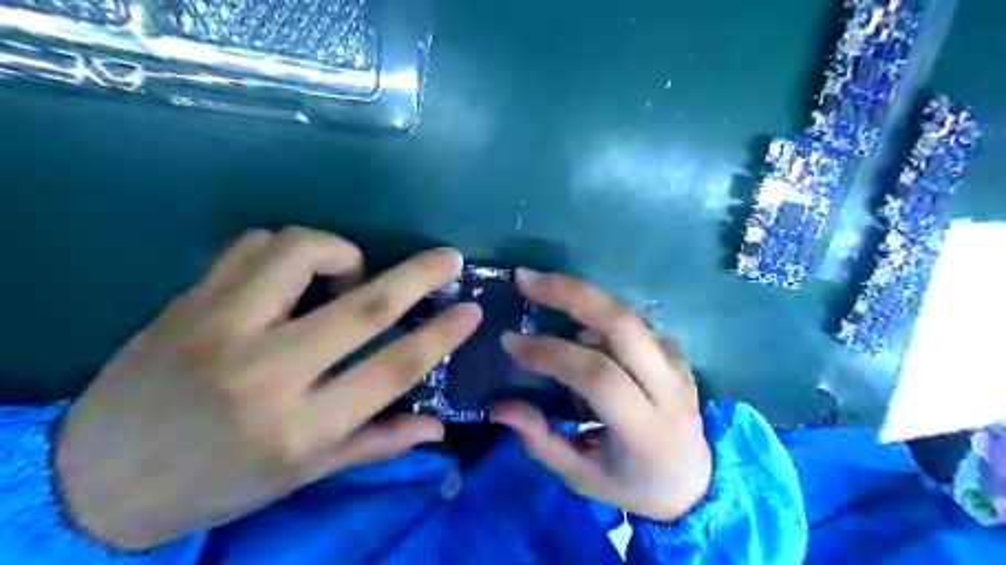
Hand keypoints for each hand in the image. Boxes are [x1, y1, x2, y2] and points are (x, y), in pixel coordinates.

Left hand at [56, 228, 482, 548]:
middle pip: (362, 307)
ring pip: (300, 253)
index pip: (391, 370)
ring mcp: (222, 328)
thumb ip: (376, 443)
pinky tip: (295, 275)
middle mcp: (266, 372)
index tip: (471, 312)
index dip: (440, 337)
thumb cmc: (218, 482)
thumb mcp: (303, 475)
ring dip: (342, 253)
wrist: (97, 477)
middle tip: (448, 258)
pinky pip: (253, 246)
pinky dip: (290, 248)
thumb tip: (438, 427)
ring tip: (348, 275)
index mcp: (301, 426)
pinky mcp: (190, 301)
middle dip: (418, 275)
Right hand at [491, 271, 709, 522]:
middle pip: (622, 324)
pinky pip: (632, 321)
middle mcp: (668, 387)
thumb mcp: (582, 477)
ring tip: (543, 291)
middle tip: (526, 279)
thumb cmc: (633, 484)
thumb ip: (541, 441)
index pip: (598, 376)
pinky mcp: (676, 351)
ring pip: (627, 314)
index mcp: (645, 429)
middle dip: (571, 294)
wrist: (694, 480)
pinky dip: (598, 313)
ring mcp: (677, 363)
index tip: (510, 341)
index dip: (551, 353)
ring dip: (581, 297)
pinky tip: (576, 320)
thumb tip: (498, 405)